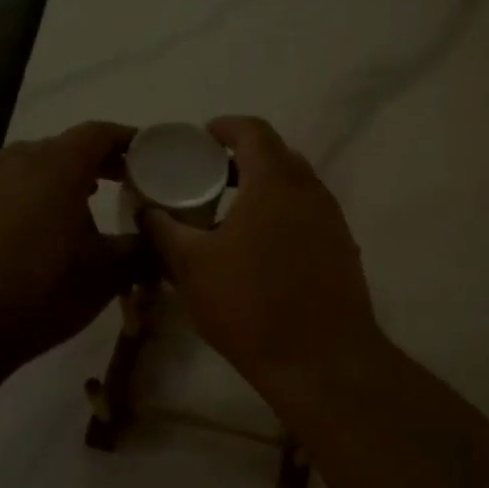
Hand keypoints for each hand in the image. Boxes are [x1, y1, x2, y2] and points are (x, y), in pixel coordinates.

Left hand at [0, 121, 138, 372]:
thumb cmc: (41, 291)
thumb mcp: (108, 273)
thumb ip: (143, 247)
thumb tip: (163, 237)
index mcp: (57, 165)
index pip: (100, 133)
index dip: (130, 140)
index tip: (152, 156)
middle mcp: (16, 161)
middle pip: (66, 146)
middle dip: (100, 160)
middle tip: (126, 181)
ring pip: (33, 166)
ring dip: (64, 178)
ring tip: (85, 204)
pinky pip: (8, 188)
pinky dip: (33, 197)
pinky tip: (39, 231)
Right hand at [142, 117, 385, 399]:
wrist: (322, 360)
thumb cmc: (251, 304)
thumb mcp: (191, 266)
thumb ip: (163, 230)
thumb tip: (146, 210)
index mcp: (276, 180)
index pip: (252, 130)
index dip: (223, 127)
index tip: (199, 139)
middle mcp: (311, 190)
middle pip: (276, 156)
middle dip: (240, 159)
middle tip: (207, 177)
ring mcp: (332, 220)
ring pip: (294, 187)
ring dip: (262, 189)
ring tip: (228, 213)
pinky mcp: (342, 249)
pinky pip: (307, 215)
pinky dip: (281, 215)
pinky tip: (259, 249)